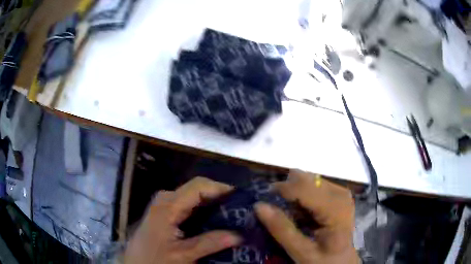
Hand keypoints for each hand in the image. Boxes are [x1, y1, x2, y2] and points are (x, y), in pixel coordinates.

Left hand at [124, 177, 241, 263]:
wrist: (134, 263)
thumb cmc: (154, 258)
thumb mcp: (182, 255)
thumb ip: (209, 243)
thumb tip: (238, 235)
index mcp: (168, 204)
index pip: (199, 186)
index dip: (222, 189)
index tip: (242, 199)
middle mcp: (167, 198)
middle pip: (198, 189)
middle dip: (220, 197)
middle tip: (242, 210)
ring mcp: (165, 204)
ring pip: (195, 197)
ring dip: (214, 204)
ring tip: (234, 215)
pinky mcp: (166, 212)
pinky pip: (189, 205)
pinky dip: (205, 211)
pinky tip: (216, 222)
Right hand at [255, 170, 358, 263]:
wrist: (343, 260)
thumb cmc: (324, 259)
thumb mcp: (301, 252)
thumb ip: (282, 229)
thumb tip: (259, 205)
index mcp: (335, 208)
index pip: (304, 186)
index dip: (282, 190)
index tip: (265, 201)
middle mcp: (340, 193)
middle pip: (306, 179)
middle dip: (288, 192)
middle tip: (279, 211)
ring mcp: (340, 191)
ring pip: (308, 179)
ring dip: (295, 194)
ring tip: (293, 214)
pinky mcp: (338, 193)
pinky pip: (314, 185)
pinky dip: (302, 196)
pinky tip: (303, 212)